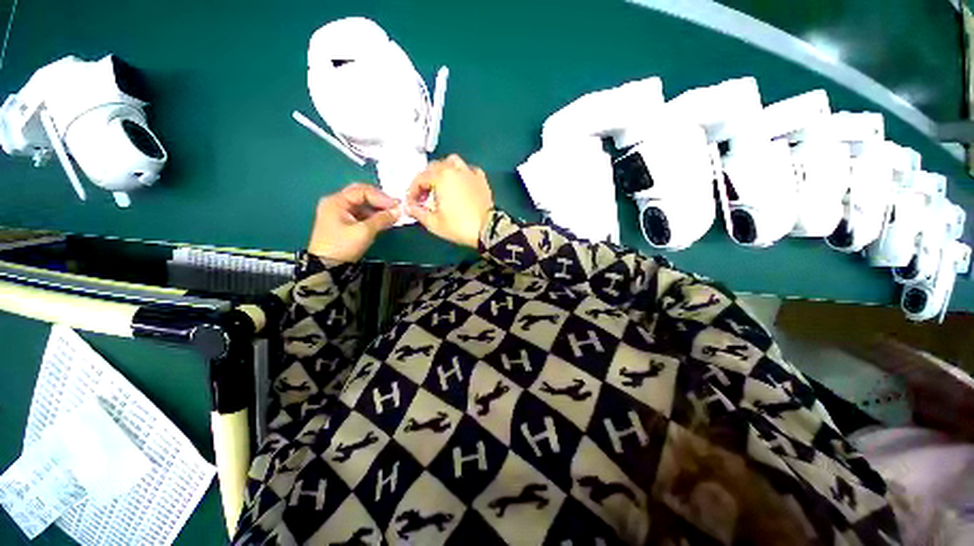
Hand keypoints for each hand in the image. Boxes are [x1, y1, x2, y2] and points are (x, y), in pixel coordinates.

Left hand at [308, 183, 401, 261]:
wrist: (327, 267)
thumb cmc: (343, 246)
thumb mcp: (364, 231)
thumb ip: (382, 219)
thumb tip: (398, 211)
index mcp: (336, 201)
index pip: (362, 191)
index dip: (381, 197)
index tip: (397, 206)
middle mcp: (336, 203)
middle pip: (361, 194)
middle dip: (379, 200)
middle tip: (395, 206)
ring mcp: (340, 213)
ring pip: (362, 205)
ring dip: (378, 209)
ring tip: (393, 215)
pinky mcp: (344, 223)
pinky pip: (361, 214)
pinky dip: (374, 216)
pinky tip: (385, 221)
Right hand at [406, 155, 493, 247]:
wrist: (487, 229)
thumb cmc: (458, 226)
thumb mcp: (433, 223)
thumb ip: (417, 212)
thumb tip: (408, 207)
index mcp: (441, 177)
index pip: (420, 179)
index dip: (413, 191)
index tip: (412, 204)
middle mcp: (455, 169)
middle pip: (434, 167)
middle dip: (425, 180)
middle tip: (424, 197)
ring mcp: (470, 173)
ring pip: (452, 162)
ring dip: (443, 171)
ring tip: (441, 185)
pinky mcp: (481, 180)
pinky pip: (469, 170)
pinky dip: (462, 174)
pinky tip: (460, 184)